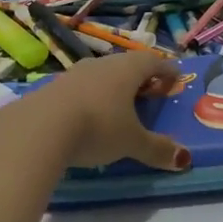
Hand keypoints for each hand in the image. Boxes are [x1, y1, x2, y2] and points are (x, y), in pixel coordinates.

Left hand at [10, 51, 192, 171]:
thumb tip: (183, 159)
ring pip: (101, 74)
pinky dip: (91, 97)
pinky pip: (80, 87)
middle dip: (140, 77)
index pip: (153, 62)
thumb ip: (157, 148)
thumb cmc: (97, 127)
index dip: (167, 70)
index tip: (176, 78)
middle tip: (149, 92)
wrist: (39, 128)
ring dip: (112, 86)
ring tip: (119, 104)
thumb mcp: (131, 142)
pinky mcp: (52, 87)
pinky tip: (88, 115)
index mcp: (127, 70)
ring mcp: (74, 73)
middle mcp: (102, 64)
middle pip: (126, 64)